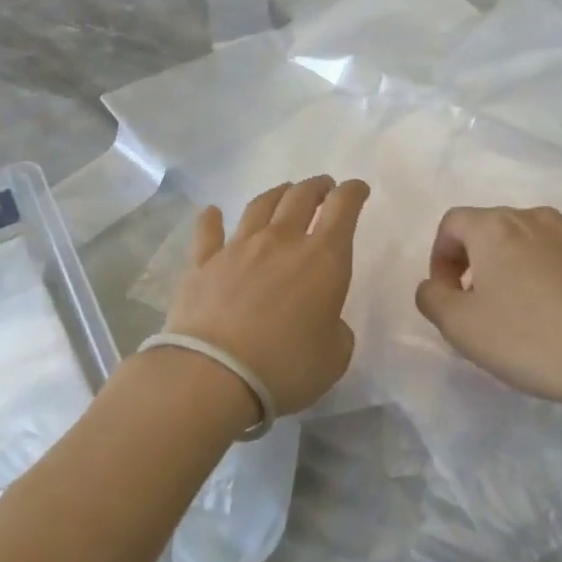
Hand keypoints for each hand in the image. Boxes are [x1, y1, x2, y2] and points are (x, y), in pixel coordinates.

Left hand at [159, 176, 370, 420]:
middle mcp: (281, 241)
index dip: (353, 192)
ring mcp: (238, 248)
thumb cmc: (285, 367)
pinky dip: (211, 219)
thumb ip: (336, 330)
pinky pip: (208, 232)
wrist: (213, 374)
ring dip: (277, 194)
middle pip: (301, 197)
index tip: (358, 189)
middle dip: (317, 187)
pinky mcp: (203, 263)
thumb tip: (324, 320)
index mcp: (323, 259)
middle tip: (324, 187)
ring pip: (260, 206)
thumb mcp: (335, 356)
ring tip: (284, 193)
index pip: (343, 208)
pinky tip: (212, 212)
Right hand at [414, 206, 561, 406]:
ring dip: (511, 264)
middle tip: (478, 303)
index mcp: (495, 227)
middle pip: (489, 228)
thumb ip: (431, 297)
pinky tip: (555, 309)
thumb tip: (434, 284)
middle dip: (474, 260)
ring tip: (519, 306)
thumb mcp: (461, 327)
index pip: (451, 224)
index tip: (448, 294)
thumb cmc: (530, 339)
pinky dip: (545, 271)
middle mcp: (533, 216)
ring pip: (526, 239)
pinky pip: (558, 253)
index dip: (440, 257)